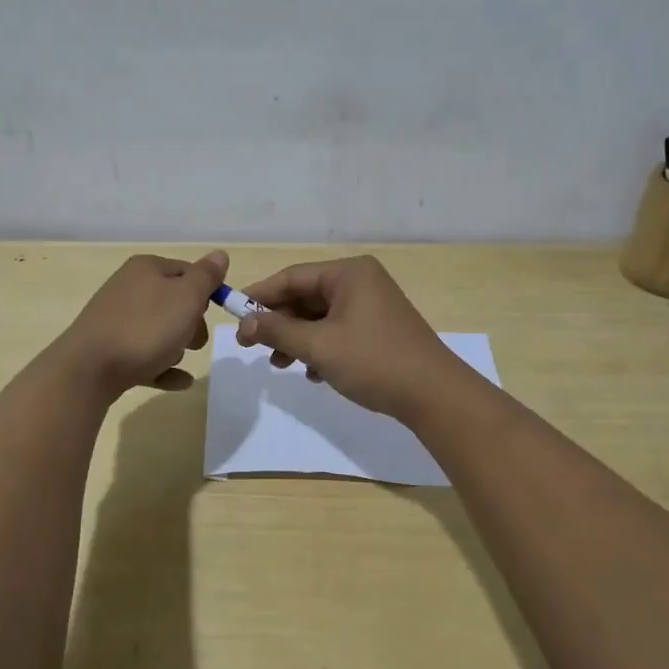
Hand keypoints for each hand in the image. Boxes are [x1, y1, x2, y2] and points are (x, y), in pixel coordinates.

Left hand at [53, 251, 226, 397]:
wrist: (89, 369)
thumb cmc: (145, 328)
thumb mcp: (186, 297)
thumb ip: (206, 276)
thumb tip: (220, 254)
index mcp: (146, 269)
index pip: (188, 272)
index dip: (205, 292)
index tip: (212, 314)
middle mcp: (129, 287)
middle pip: (173, 302)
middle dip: (191, 324)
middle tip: (195, 342)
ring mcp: (115, 319)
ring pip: (158, 330)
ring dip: (175, 347)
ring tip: (176, 361)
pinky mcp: (109, 349)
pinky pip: (144, 355)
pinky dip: (162, 366)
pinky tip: (179, 381)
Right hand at [234, 255, 466, 418]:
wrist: (435, 395)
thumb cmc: (374, 361)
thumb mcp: (318, 346)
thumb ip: (277, 332)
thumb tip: (243, 324)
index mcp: (349, 273)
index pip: (292, 277)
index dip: (260, 296)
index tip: (233, 316)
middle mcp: (361, 282)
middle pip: (306, 296)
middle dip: (279, 323)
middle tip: (252, 347)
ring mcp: (373, 306)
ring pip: (321, 317)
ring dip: (297, 339)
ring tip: (279, 365)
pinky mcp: (379, 330)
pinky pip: (338, 331)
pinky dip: (320, 348)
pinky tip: (312, 373)